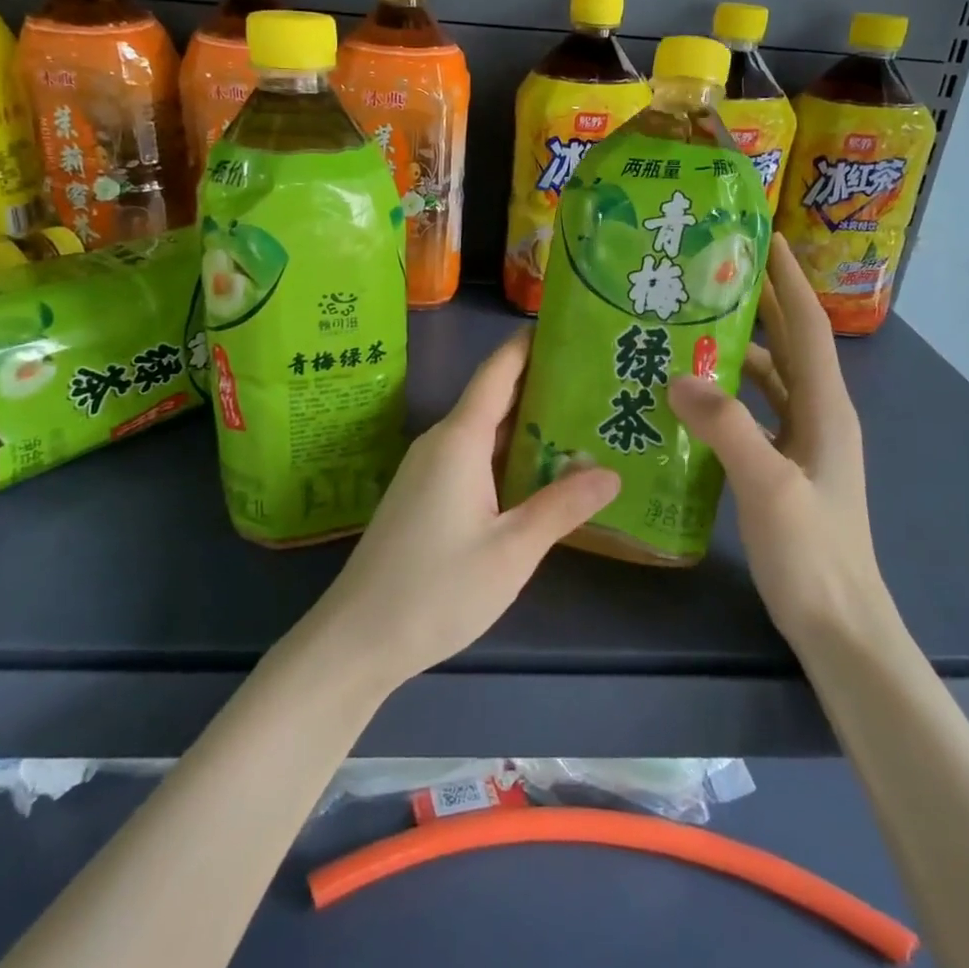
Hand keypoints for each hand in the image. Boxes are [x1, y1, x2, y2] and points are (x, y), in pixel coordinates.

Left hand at [312, 329, 620, 687]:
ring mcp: (429, 469)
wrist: (358, 639)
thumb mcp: (512, 550)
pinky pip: (472, 458)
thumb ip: (561, 506)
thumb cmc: (437, 588)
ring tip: (584, 423)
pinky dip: (508, 455)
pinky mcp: (424, 495)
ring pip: (485, 432)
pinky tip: (540, 473)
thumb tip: (610, 473)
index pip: (499, 370)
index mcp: (460, 439)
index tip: (571, 328)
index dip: (531, 344)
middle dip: (543, 386)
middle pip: (495, 397)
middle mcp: (441, 442)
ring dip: (528, 425)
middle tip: (599, 382)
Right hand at [667, 241, 895, 647]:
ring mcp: (803, 443)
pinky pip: (755, 412)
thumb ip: (728, 427)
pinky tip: (693, 395)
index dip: (790, 280)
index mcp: (826, 408)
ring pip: (771, 378)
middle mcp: (819, 416)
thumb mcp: (769, 486)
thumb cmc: (813, 554)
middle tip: (716, 270)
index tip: (765, 237)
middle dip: (762, 302)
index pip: (807, 327)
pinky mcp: (785, 466)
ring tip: (692, 325)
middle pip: (790, 345)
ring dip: (740, 349)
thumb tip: (678, 377)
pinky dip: (730, 394)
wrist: (839, 624)